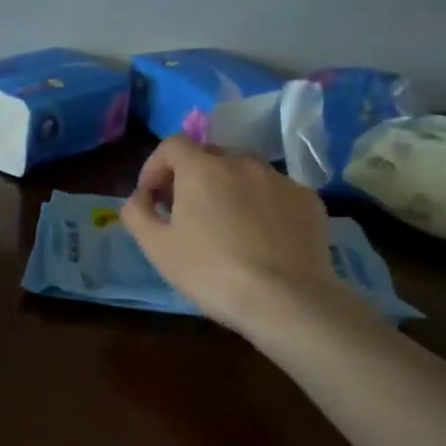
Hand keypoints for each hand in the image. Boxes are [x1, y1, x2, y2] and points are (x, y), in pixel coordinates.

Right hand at [121, 135, 354, 337]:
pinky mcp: (308, 201)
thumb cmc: (211, 272)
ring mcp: (280, 179)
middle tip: (185, 211)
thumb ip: (137, 213)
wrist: (286, 300)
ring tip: (226, 223)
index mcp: (202, 168)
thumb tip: (139, 198)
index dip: (155, 166)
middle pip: (209, 155)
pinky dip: (261, 205)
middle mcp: (242, 162)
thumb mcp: (157, 248)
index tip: (151, 196)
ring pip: (245, 172)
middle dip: (191, 176)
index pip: (172, 145)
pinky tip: (261, 238)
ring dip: (228, 187)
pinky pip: (275, 192)